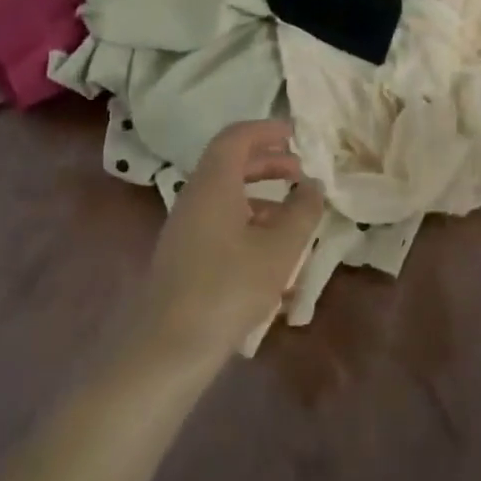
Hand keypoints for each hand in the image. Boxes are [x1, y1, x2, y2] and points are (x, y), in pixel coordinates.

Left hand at [126, 120, 324, 368]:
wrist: (167, 350)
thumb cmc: (228, 288)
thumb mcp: (279, 248)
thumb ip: (302, 211)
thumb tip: (313, 185)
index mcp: (214, 182)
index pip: (236, 136)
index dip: (266, 130)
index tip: (294, 135)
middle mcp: (195, 196)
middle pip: (230, 163)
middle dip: (267, 162)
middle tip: (299, 172)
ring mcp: (185, 227)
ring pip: (226, 194)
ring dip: (260, 194)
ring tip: (292, 214)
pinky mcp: (183, 256)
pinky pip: (219, 221)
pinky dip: (247, 220)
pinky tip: (269, 252)